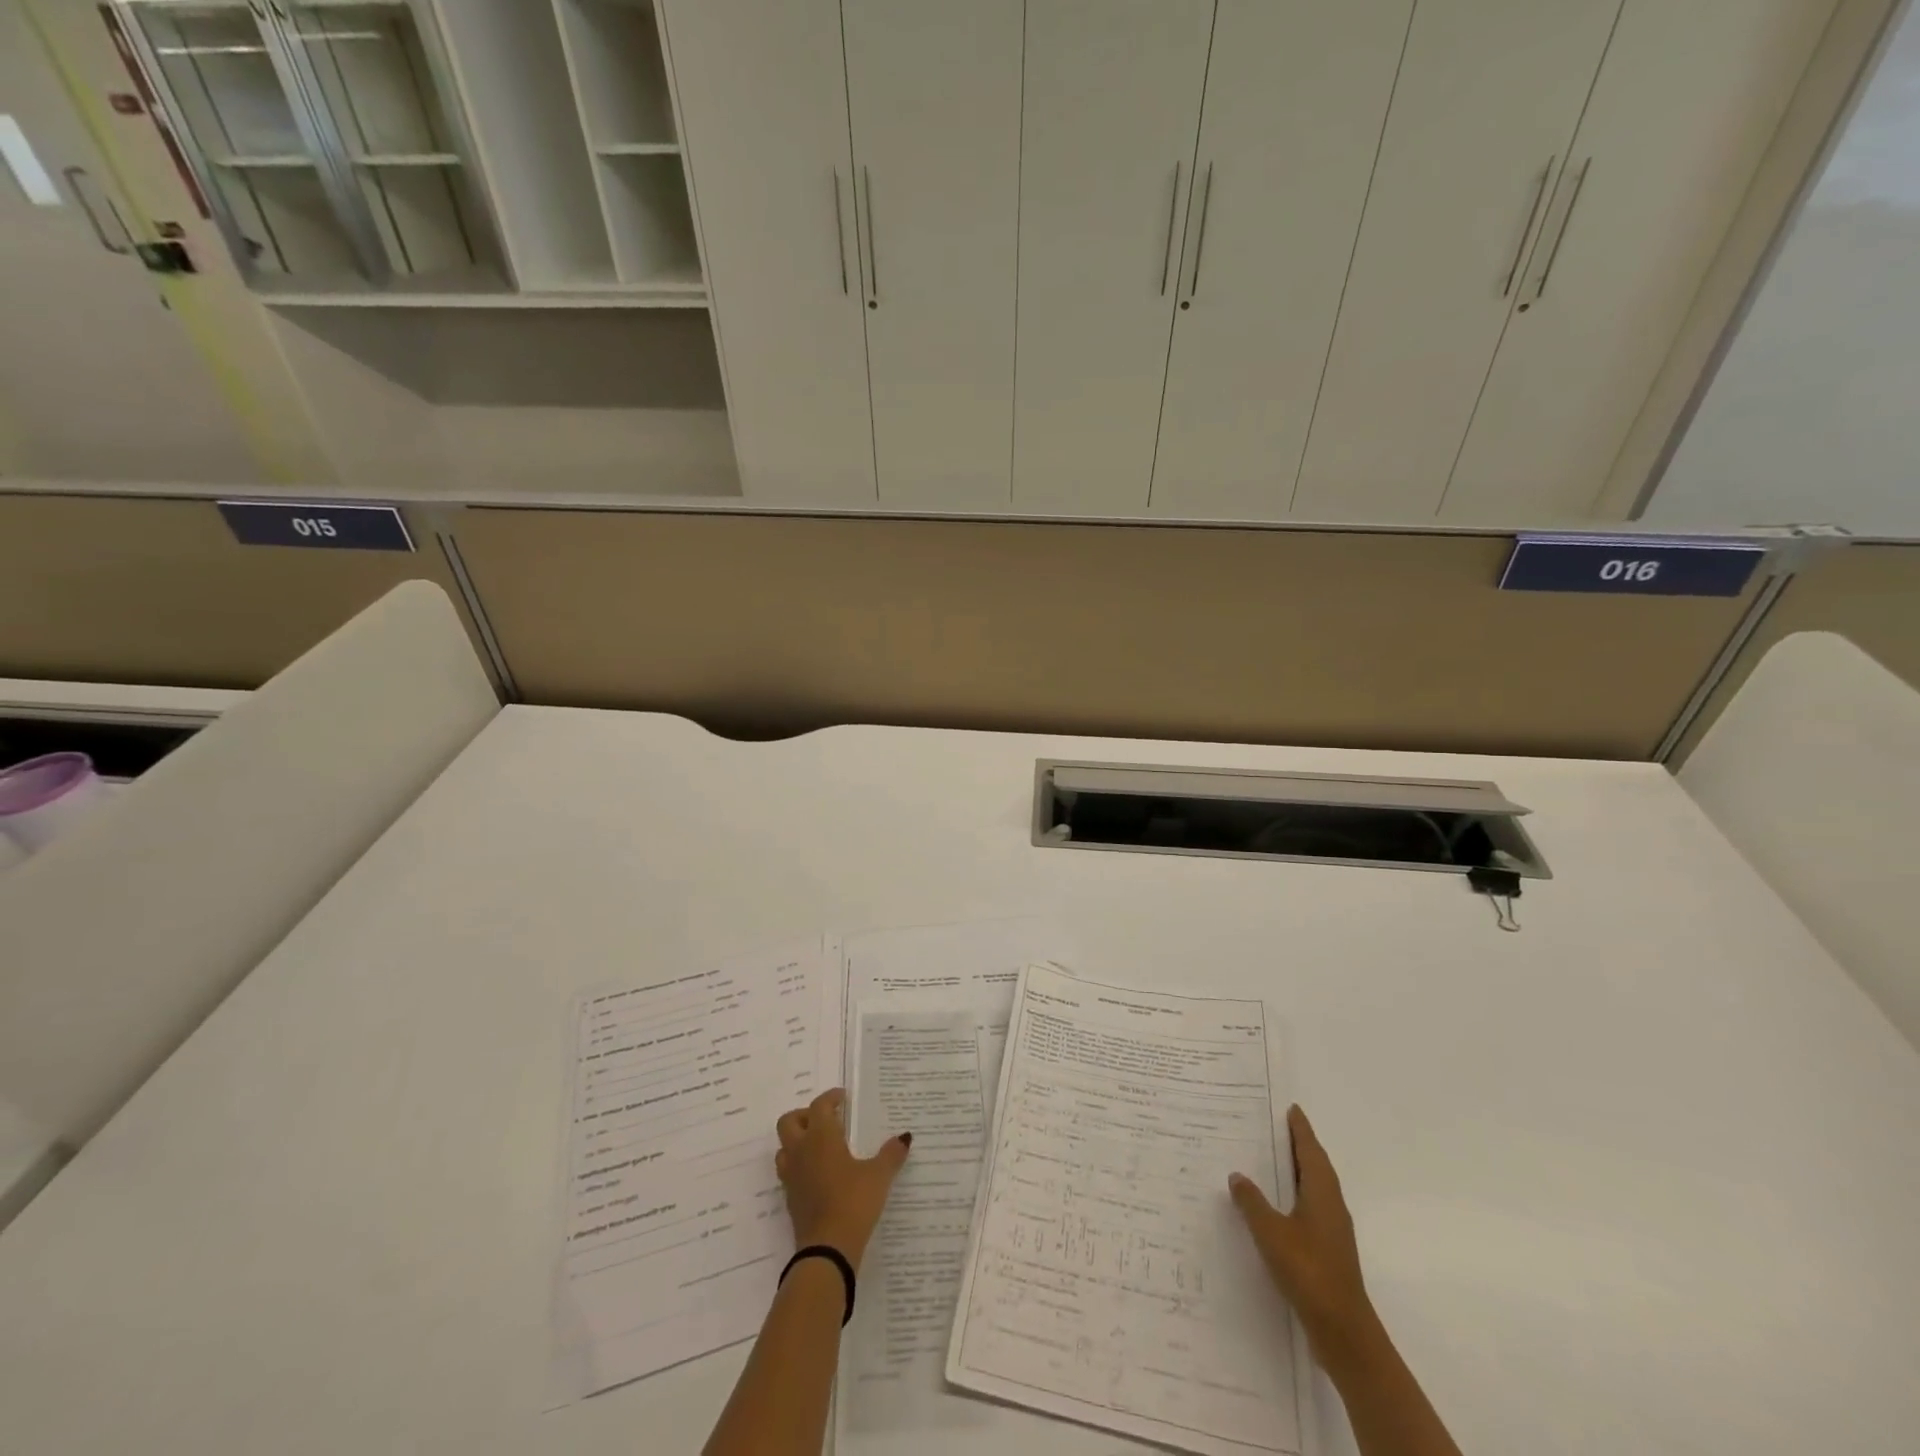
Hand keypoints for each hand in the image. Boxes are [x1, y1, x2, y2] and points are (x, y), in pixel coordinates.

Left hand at [775, 1089, 910, 1271]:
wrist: (827, 1250)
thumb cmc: (853, 1202)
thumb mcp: (879, 1176)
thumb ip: (891, 1154)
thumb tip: (905, 1137)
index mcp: (821, 1137)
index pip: (819, 1106)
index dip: (830, 1098)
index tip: (843, 1098)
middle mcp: (801, 1151)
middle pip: (789, 1122)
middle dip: (805, 1115)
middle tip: (826, 1120)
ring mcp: (792, 1177)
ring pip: (784, 1148)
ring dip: (798, 1141)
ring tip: (820, 1147)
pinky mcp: (790, 1200)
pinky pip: (788, 1173)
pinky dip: (800, 1166)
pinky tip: (819, 1175)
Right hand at [1229, 1105, 1378, 1363]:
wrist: (1342, 1329)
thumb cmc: (1307, 1270)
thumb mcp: (1270, 1232)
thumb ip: (1252, 1201)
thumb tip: (1237, 1175)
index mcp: (1322, 1192)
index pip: (1310, 1150)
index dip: (1300, 1129)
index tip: (1292, 1109)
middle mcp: (1331, 1204)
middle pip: (1316, 1165)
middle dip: (1299, 1145)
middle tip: (1277, 1126)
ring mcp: (1333, 1229)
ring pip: (1315, 1187)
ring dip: (1298, 1170)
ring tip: (1273, 1158)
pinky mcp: (1329, 1249)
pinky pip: (1311, 1206)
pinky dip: (1296, 1193)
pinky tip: (1278, 1203)